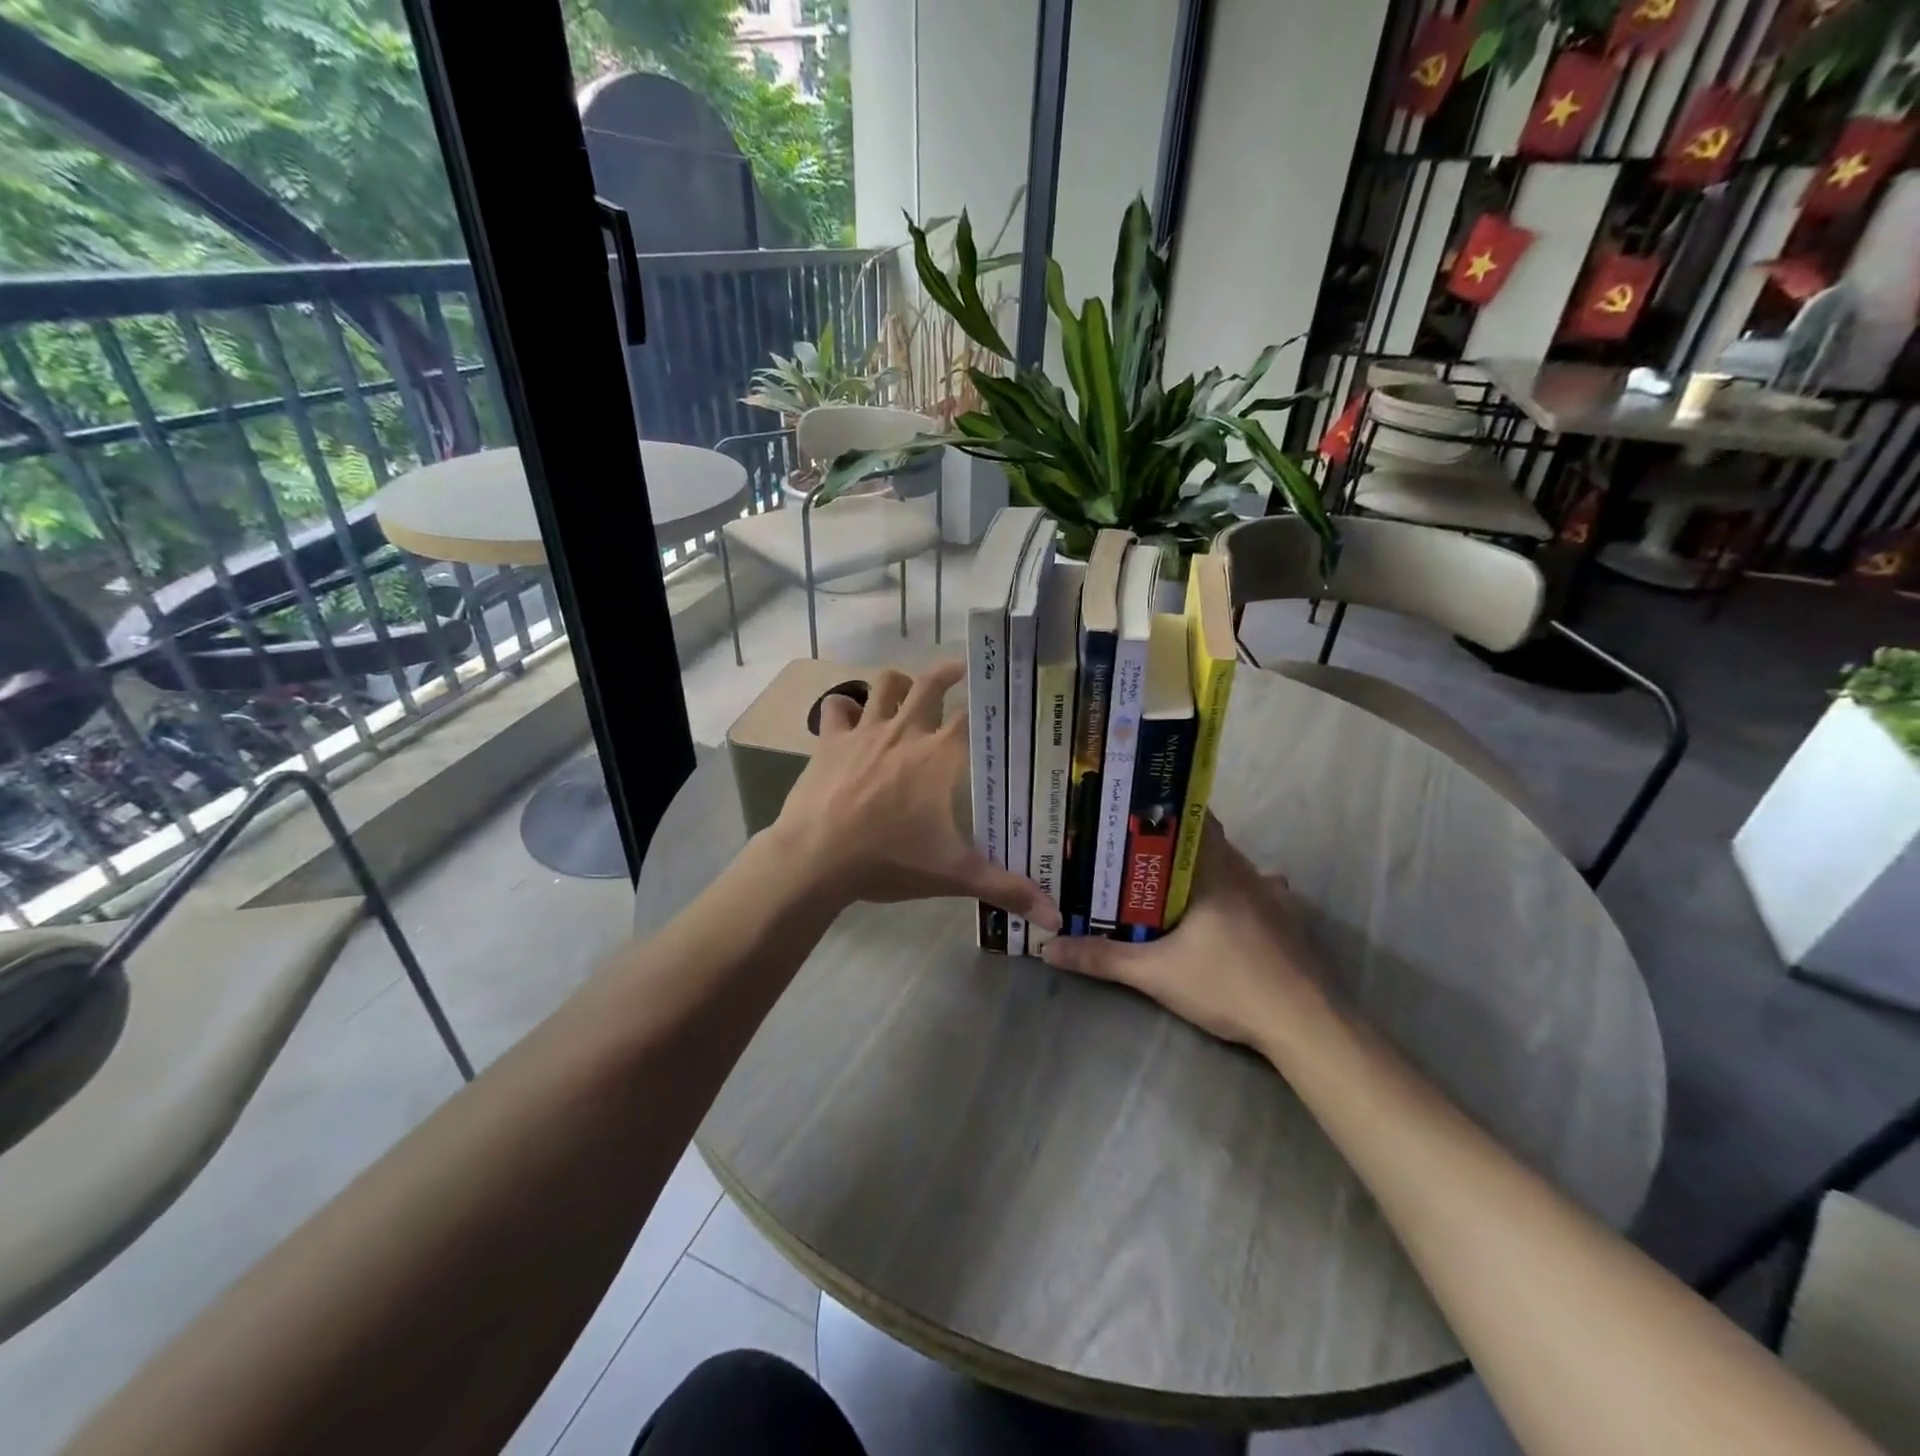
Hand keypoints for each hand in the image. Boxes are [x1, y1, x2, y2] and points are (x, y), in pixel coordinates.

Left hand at [765, 660, 1059, 930]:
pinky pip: (837, 707)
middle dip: (950, 671)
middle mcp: (905, 731)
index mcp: (939, 755)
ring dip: (899, 683)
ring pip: (885, 684)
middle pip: (931, 682)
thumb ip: (1005, 889)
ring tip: (909, 689)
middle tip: (963, 670)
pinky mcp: (829, 740)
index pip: (975, 715)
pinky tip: (851, 717)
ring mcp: (864, 731)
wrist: (815, 858)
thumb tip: (1056, 916)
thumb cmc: (888, 860)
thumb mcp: (953, 876)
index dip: (992, 702)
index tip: (1005, 697)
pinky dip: (846, 707)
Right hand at [1040, 817, 1319, 1051]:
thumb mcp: (1156, 973)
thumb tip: (1049, 948)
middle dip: (1169, 842)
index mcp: (1215, 868)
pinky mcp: (1284, 919)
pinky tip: (1214, 911)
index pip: (1190, 816)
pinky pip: (1250, 890)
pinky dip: (1228, 891)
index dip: (1159, 809)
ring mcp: (1270, 894)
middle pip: (1205, 840)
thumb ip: (1103, 958)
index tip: (1126, 812)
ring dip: (1199, 867)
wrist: (1305, 1024)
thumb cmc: (1229, 984)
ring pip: (1228, 864)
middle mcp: (1245, 870)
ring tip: (1161, 878)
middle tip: (1129, 849)